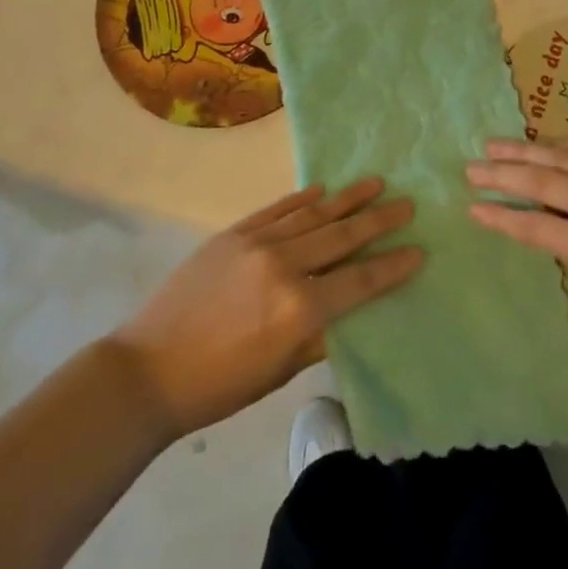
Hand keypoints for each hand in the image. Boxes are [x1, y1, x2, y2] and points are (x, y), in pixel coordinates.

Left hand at [113, 179, 421, 437]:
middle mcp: (284, 266)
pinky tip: (323, 190)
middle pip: (342, 237)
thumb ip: (318, 338)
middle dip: (379, 221)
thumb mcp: (278, 372)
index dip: (392, 267)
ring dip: (348, 199)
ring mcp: (257, 243)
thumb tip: (347, 313)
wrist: (148, 368)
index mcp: (299, 310)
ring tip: (376, 183)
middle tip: (407, 204)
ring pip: (314, 214)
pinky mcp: (234, 233)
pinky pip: (277, 210)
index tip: (418, 250)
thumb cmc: (219, 385)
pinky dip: (302, 199)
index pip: (359, 282)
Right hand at [466, 140, 567, 330]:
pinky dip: (567, 144)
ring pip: (565, 157)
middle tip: (469, 168)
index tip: (473, 208)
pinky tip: (549, 141)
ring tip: (494, 145)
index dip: (502, 219)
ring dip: (525, 151)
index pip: (540, 229)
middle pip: (544, 184)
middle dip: (502, 176)